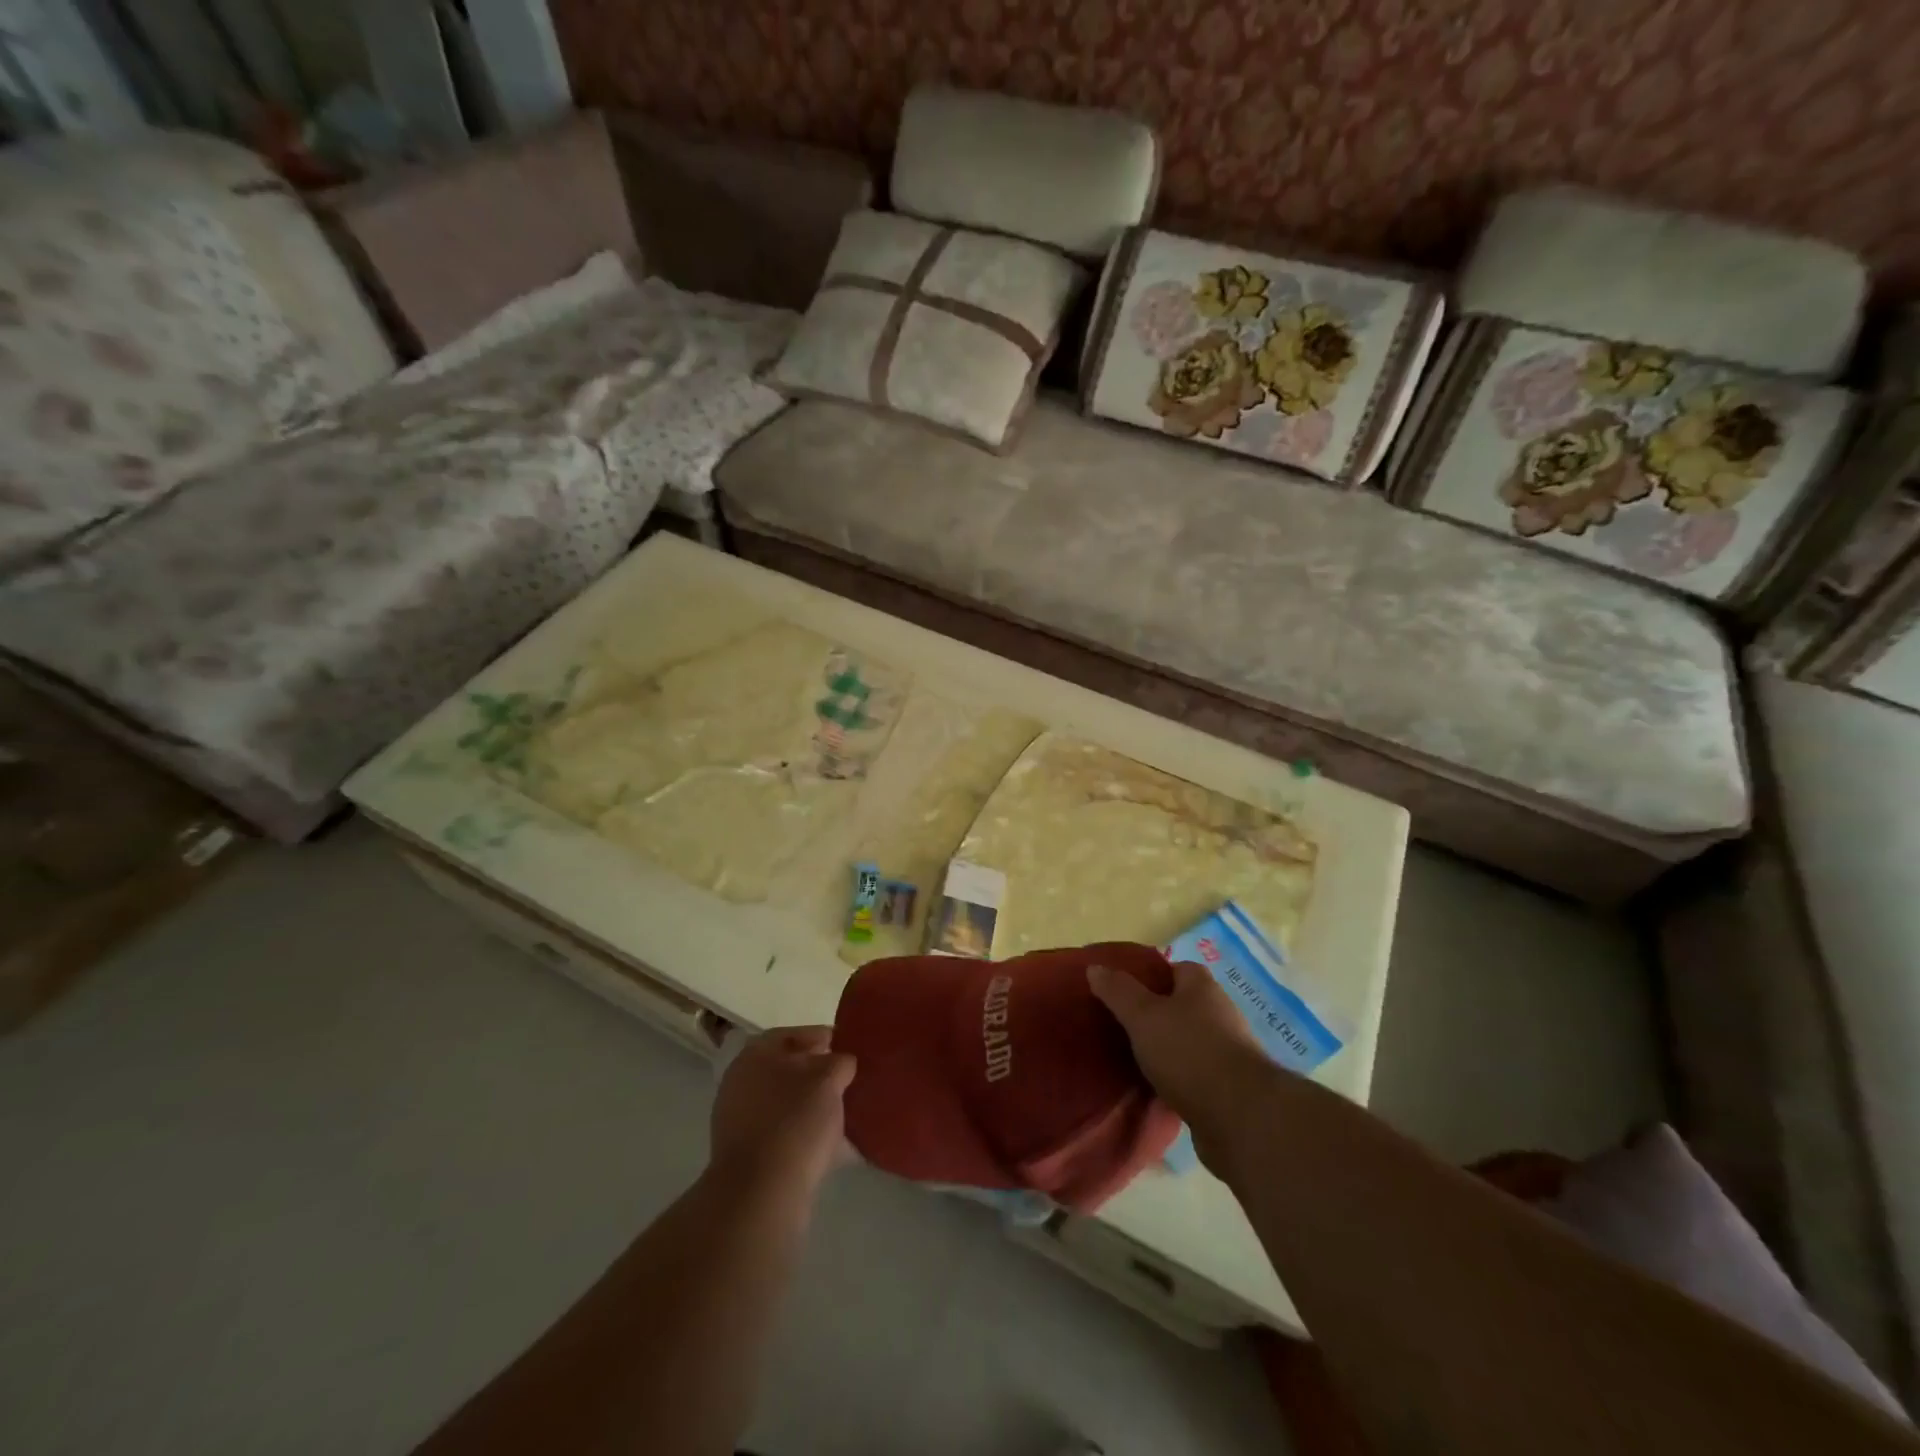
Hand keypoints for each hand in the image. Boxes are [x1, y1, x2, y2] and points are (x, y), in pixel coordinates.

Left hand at [710, 1027, 856, 1198]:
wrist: (762, 1193)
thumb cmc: (795, 1122)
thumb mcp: (829, 1079)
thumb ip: (839, 1061)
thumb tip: (841, 1062)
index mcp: (755, 1055)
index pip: (791, 1034)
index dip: (822, 1036)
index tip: (848, 1047)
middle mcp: (740, 1082)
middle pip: (786, 1068)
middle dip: (817, 1072)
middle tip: (848, 1079)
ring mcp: (738, 1121)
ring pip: (784, 1102)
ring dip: (811, 1104)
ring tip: (844, 1112)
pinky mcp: (746, 1155)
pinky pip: (782, 1132)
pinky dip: (804, 1132)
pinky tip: (830, 1143)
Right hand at [1088, 959, 1267, 1134]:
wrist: (1241, 1118)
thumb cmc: (1189, 1052)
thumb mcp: (1143, 1015)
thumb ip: (1118, 991)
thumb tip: (1096, 967)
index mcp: (1202, 988)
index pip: (1176, 968)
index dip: (1150, 976)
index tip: (1122, 990)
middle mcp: (1219, 1014)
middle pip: (1181, 1006)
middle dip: (1154, 1015)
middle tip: (1120, 1026)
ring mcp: (1227, 1054)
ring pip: (1187, 1043)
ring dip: (1165, 1051)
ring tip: (1130, 1060)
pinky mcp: (1228, 1090)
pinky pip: (1193, 1077)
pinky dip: (1175, 1081)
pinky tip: (1153, 1091)